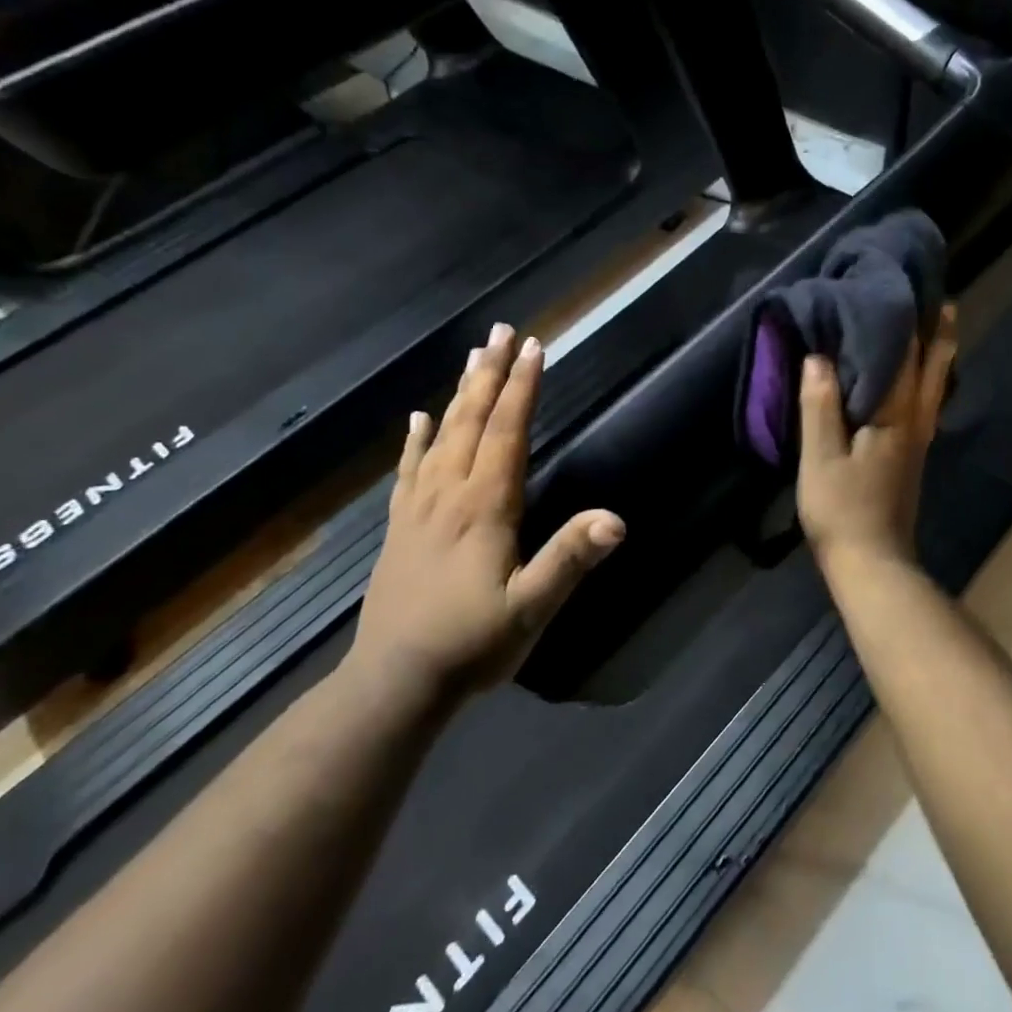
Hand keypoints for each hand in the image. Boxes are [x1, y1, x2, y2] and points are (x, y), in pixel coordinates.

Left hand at [348, 323, 624, 700]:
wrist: (395, 680)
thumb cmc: (472, 643)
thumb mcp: (531, 608)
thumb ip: (570, 560)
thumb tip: (615, 519)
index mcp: (485, 506)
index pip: (507, 433)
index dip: (523, 389)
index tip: (534, 347)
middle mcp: (449, 494)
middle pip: (471, 421)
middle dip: (490, 374)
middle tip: (502, 331)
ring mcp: (418, 508)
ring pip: (440, 436)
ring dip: (459, 394)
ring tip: (472, 358)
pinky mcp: (399, 527)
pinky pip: (408, 470)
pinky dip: (415, 439)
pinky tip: (418, 418)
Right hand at [797, 303, 956, 573]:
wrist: (872, 563)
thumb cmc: (841, 510)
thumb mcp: (820, 458)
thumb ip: (820, 406)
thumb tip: (818, 356)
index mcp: (893, 417)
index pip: (901, 356)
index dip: (902, 319)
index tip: (901, 284)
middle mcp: (916, 422)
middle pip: (933, 367)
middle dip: (936, 330)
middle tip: (936, 294)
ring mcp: (918, 440)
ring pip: (935, 385)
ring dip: (937, 352)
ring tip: (936, 322)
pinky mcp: (912, 456)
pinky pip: (925, 403)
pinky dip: (927, 378)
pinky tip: (918, 376)